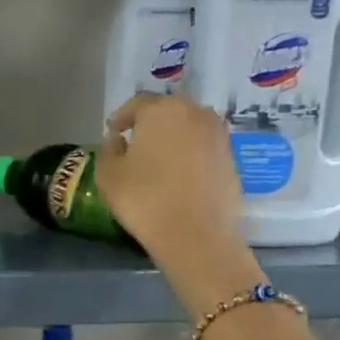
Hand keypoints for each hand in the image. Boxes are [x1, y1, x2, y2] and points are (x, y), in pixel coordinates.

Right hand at [98, 95, 263, 305]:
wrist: (195, 235)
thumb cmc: (144, 199)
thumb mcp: (108, 174)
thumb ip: (109, 149)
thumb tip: (118, 140)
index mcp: (161, 111)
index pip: (137, 104)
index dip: (122, 118)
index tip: (113, 132)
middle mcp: (194, 113)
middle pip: (167, 111)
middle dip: (150, 123)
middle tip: (136, 141)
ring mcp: (218, 134)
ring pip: (189, 127)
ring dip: (173, 136)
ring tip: (158, 157)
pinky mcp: (231, 158)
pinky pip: (203, 146)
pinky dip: (190, 152)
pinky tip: (178, 173)